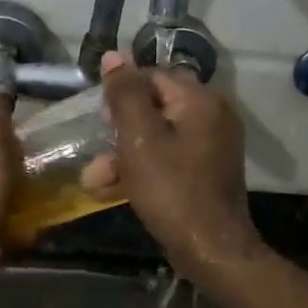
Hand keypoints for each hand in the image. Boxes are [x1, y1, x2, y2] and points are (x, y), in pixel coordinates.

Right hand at [86, 52, 262, 279]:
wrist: (213, 252)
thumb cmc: (172, 190)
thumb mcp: (140, 139)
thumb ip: (125, 94)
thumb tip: (113, 55)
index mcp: (200, 100)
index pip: (151, 77)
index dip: (121, 97)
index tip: (100, 124)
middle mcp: (212, 114)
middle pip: (154, 107)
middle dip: (118, 133)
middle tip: (96, 157)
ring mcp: (212, 144)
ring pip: (157, 136)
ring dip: (124, 155)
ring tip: (95, 181)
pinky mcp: (207, 170)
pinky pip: (169, 157)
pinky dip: (143, 169)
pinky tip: (114, 189)